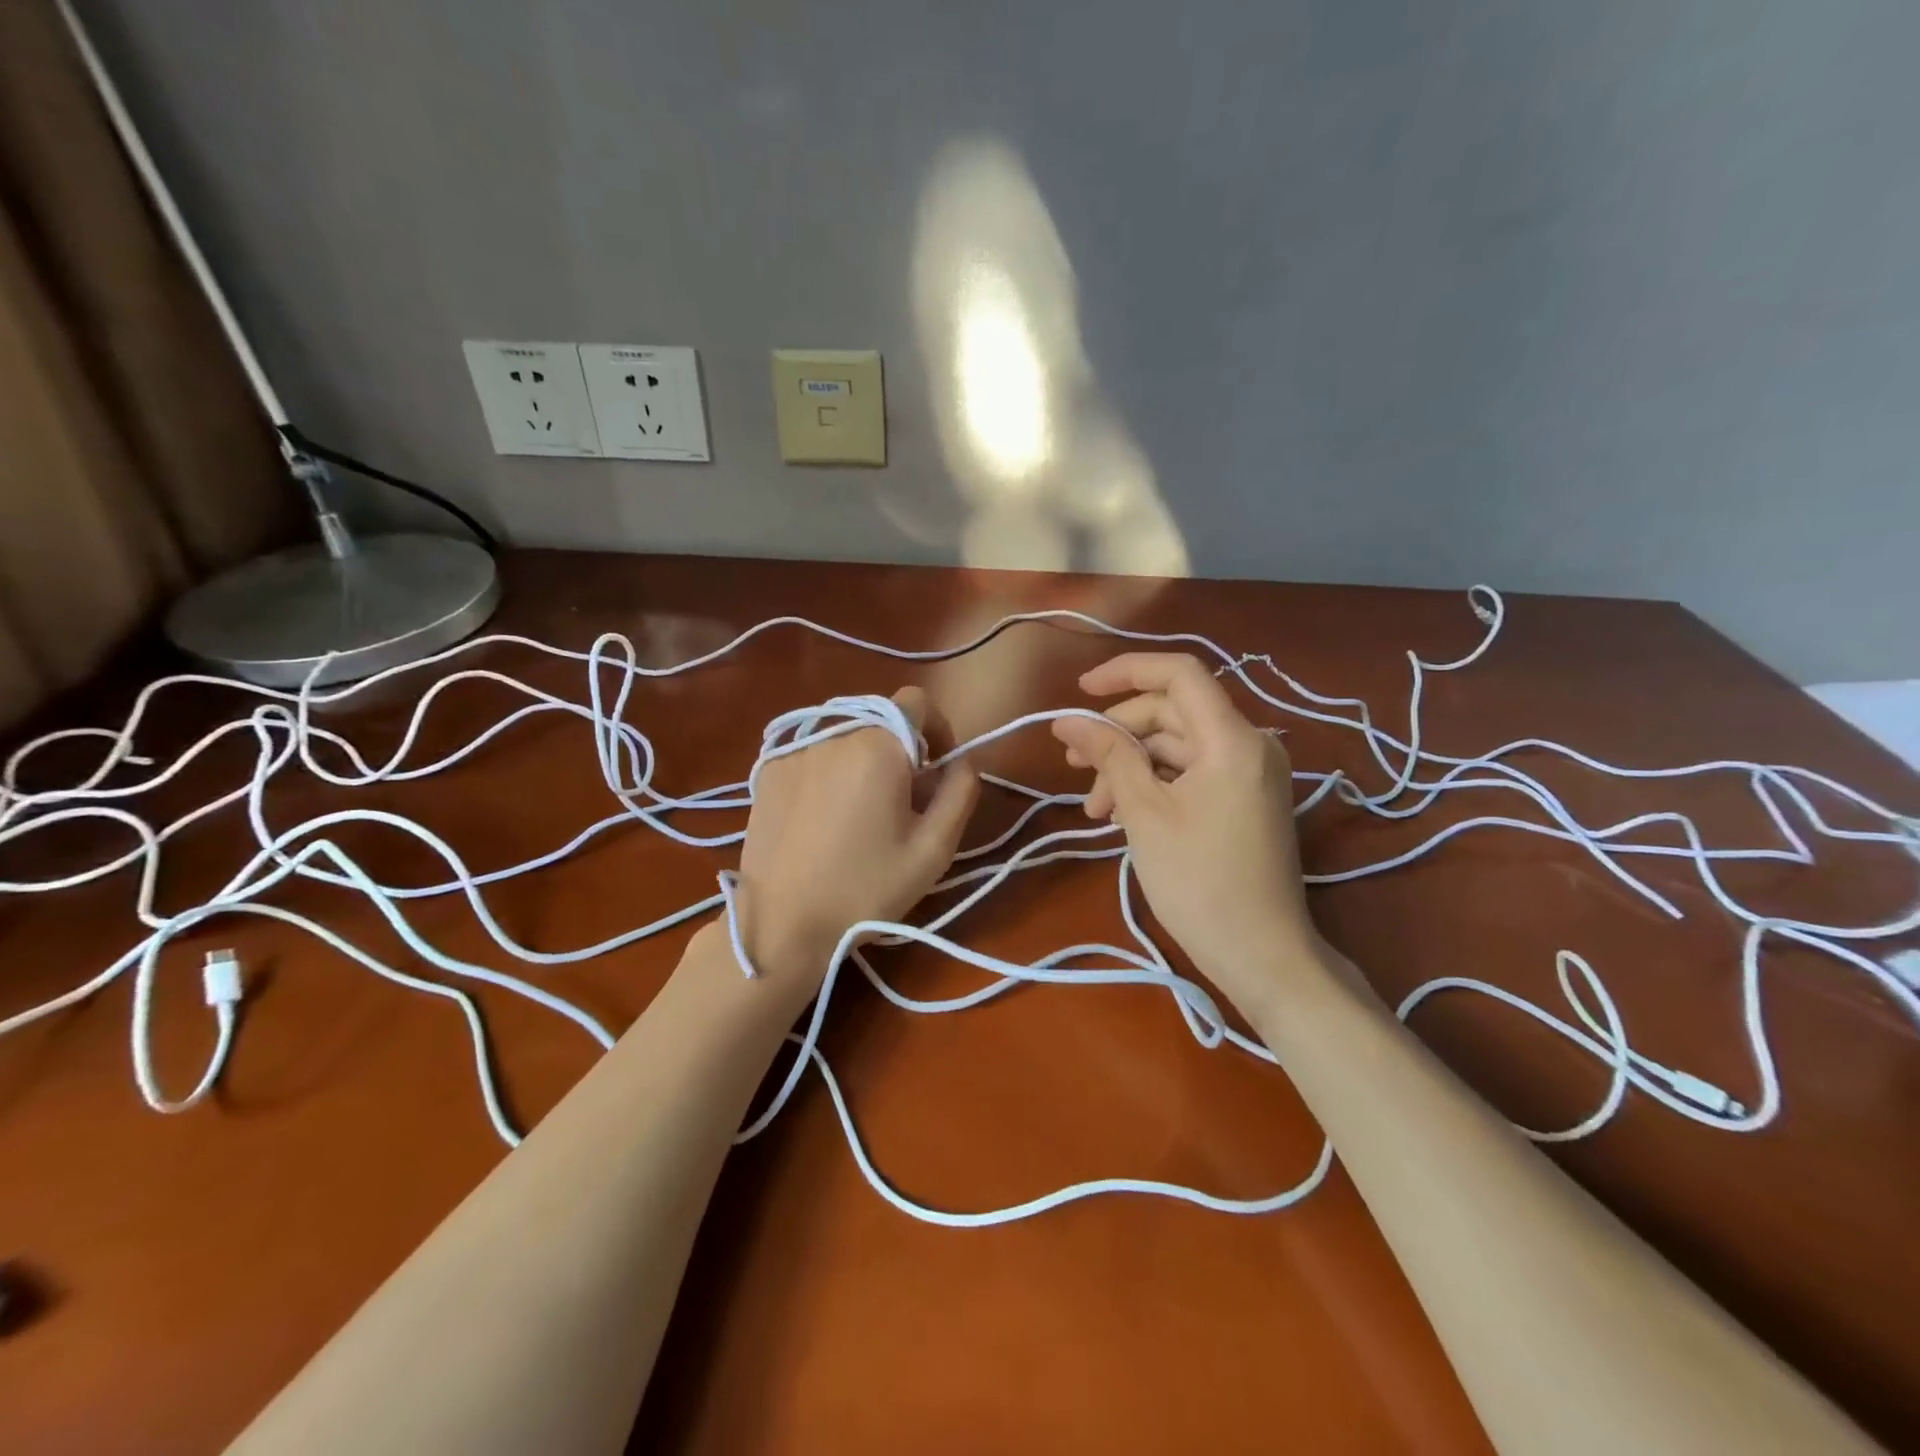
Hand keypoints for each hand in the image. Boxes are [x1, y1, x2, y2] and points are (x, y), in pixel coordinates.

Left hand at [734, 687, 979, 1002]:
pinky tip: (821, 818)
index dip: (937, 728)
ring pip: (845, 736)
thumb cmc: (866, 890)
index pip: (917, 701)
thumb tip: (965, 760)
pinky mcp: (767, 772)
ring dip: (862, 760)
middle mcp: (834, 733)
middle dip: (899, 749)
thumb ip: (959, 792)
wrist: (781, 926)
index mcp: (879, 746)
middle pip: (879, 720)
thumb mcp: (933, 849)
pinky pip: (812, 754)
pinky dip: (827, 772)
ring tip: (858, 812)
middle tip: (901, 799)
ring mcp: (794, 751)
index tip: (937, 769)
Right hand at [1051, 653, 1321, 1013]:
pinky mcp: (1245, 799)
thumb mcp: (1144, 812)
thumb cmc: (1198, 882)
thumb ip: (1108, 754)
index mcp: (1231, 739)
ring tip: (1095, 809)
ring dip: (1130, 766)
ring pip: (1176, 747)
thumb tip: (1066, 720)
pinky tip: (1122, 814)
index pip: (1178, 673)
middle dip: (1118, 734)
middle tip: (1073, 765)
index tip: (1079, 691)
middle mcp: (1249, 745)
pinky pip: (1192, 772)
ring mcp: (1250, 773)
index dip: (1125, 671)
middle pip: (1171, 712)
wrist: (1263, 955)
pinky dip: (1154, 784)